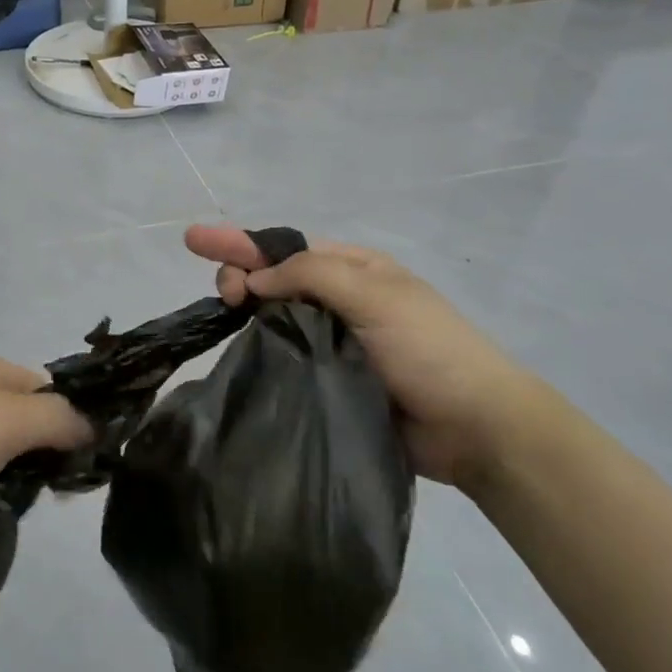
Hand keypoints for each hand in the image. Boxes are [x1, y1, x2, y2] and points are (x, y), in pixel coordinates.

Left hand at [0, 353, 91, 556]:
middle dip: (36, 460)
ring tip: (6, 513)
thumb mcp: (6, 423)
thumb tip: (90, 425)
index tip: (81, 468)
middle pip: (22, 424)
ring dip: (5, 485)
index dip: (68, 423)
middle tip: (45, 497)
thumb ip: (56, 420)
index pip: (47, 390)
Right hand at [185, 225, 562, 491]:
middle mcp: (339, 299)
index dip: (239, 242)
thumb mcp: (374, 295)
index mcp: (353, 269)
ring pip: (274, 317)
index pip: (285, 247)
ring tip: (224, 317)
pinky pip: (284, 356)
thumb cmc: (429, 349)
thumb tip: (255, 279)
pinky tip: (237, 351)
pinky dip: (259, 348)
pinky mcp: (328, 380)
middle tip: (224, 295)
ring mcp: (333, 341)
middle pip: (274, 278)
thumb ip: (310, 275)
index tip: (196, 242)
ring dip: (246, 311)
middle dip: (240, 273)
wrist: (476, 429)